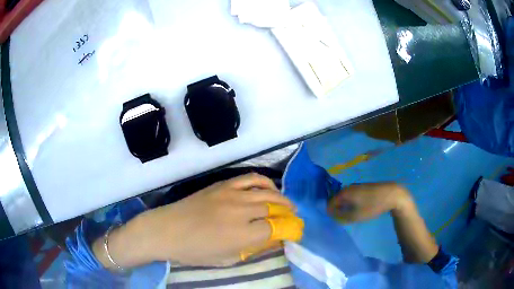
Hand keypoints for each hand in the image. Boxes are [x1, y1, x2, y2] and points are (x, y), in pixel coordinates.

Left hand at [94, 174, 297, 267]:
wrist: (167, 230)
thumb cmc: (194, 251)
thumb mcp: (225, 259)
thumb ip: (251, 249)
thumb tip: (271, 240)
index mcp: (242, 235)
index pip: (276, 229)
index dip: (288, 230)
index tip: (292, 233)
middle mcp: (241, 212)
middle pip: (274, 208)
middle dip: (288, 213)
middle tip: (292, 217)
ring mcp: (232, 195)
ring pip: (267, 191)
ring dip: (281, 197)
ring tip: (287, 204)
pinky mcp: (223, 185)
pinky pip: (250, 178)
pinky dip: (265, 182)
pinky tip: (270, 188)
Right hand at [327, 183, 412, 222]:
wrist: (391, 194)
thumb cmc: (373, 205)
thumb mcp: (355, 215)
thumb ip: (340, 216)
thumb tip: (331, 215)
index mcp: (344, 192)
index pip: (329, 203)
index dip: (329, 213)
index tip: (333, 221)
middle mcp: (348, 187)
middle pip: (336, 200)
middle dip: (337, 210)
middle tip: (341, 220)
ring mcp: (355, 186)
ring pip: (344, 198)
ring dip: (344, 207)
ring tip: (349, 216)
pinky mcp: (362, 187)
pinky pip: (351, 196)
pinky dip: (351, 203)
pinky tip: (357, 209)